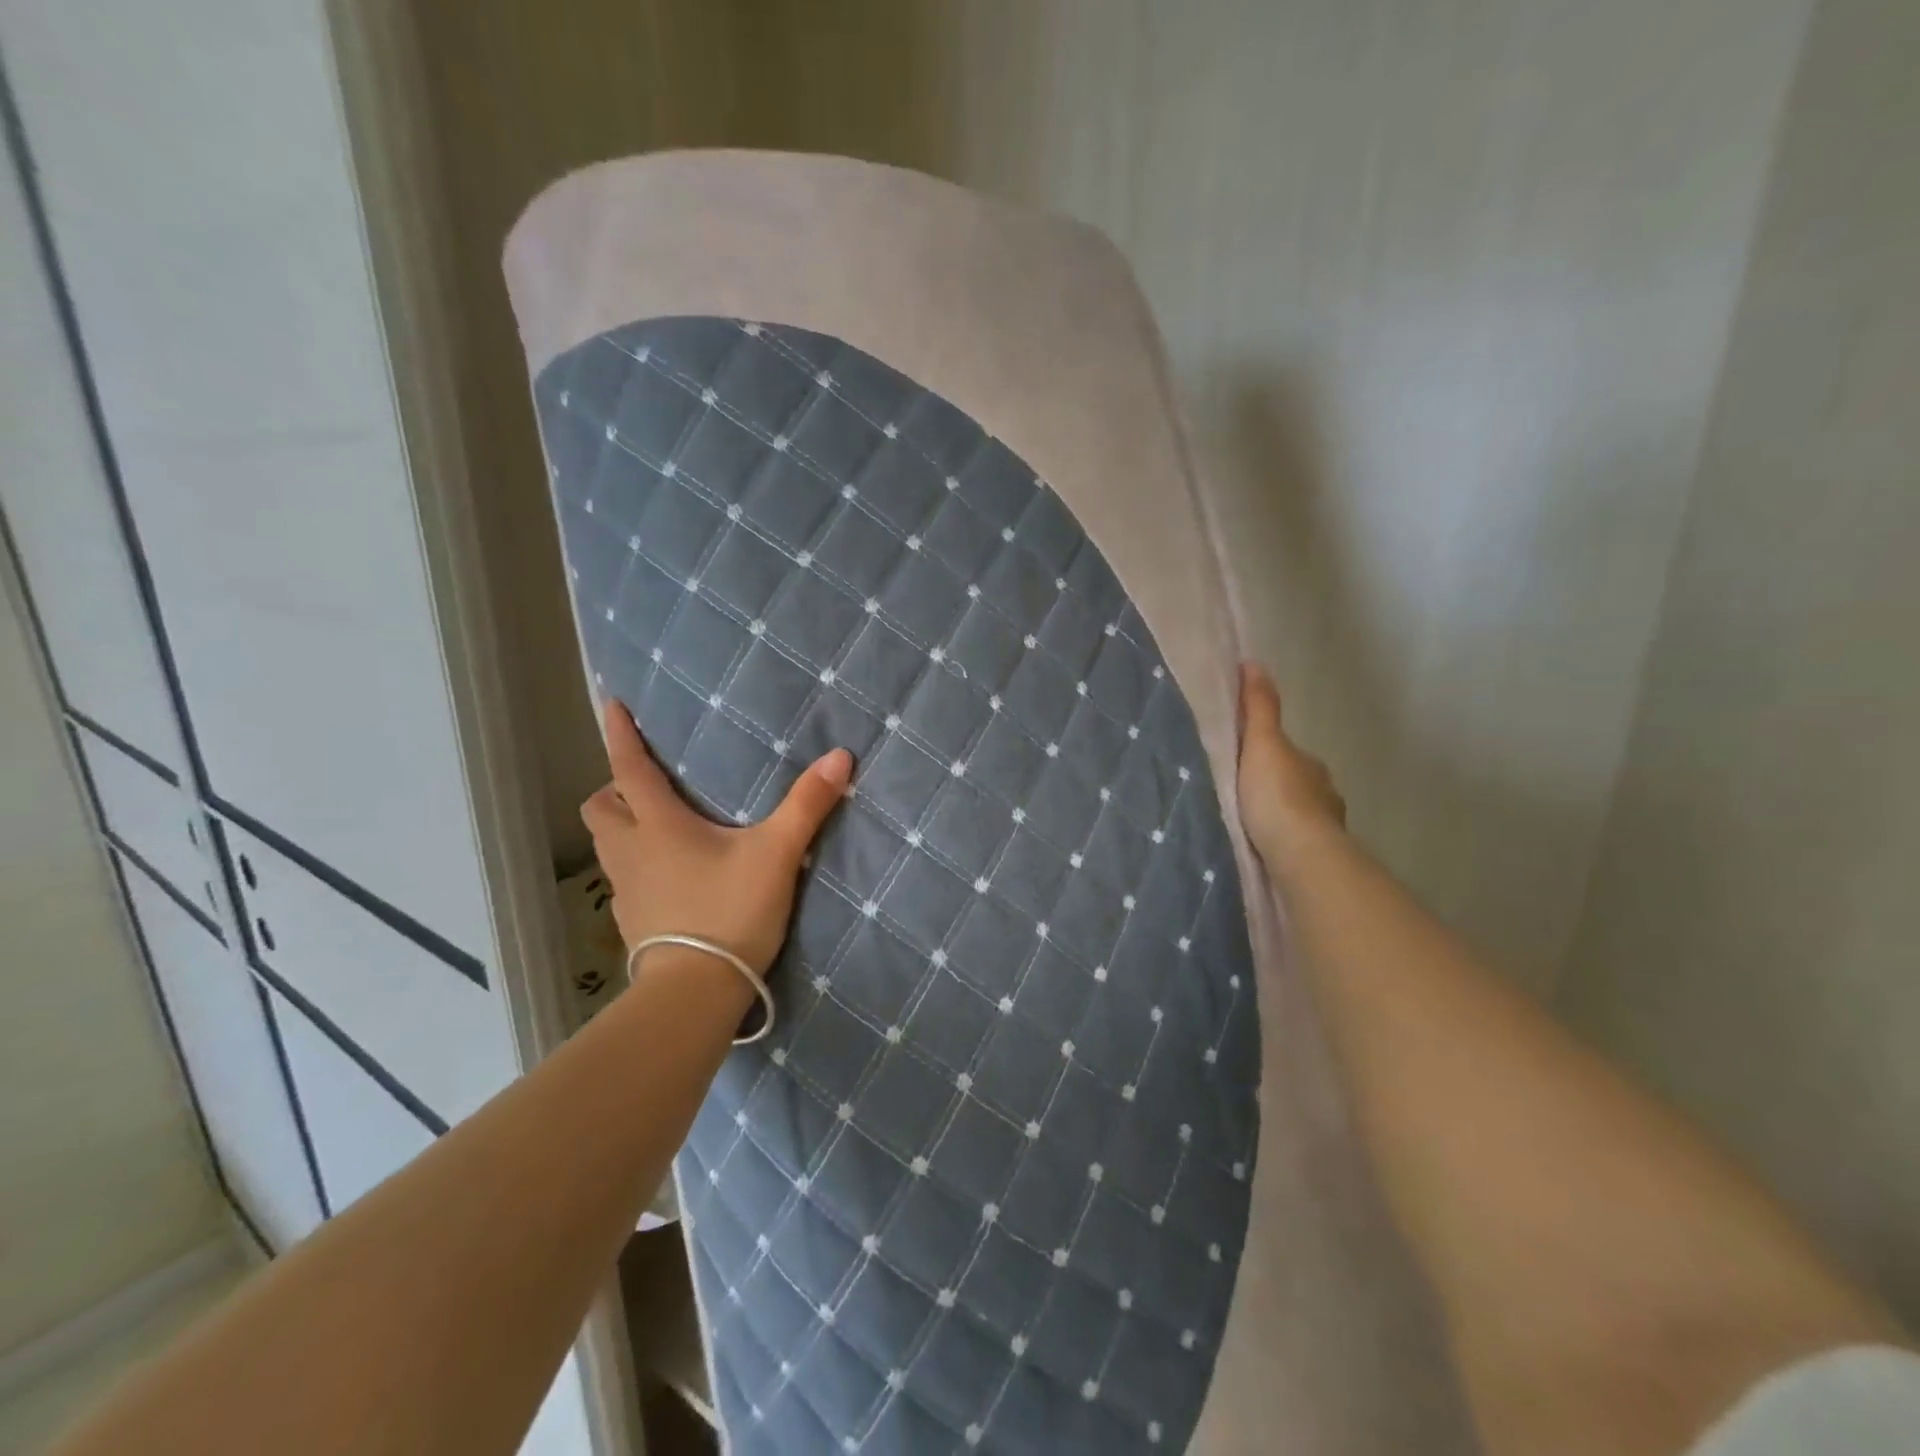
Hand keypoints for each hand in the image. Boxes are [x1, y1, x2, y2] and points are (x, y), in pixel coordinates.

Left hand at [580, 699, 852, 973]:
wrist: (695, 992)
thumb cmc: (730, 912)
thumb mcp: (776, 854)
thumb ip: (807, 805)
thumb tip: (841, 756)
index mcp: (658, 826)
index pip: (629, 769)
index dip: (620, 736)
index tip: (613, 707)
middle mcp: (630, 852)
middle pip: (599, 809)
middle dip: (615, 789)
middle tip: (647, 786)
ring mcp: (626, 890)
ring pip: (607, 845)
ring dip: (623, 827)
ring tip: (659, 827)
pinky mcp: (631, 922)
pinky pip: (623, 879)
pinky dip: (637, 865)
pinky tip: (670, 876)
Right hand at [1237, 662, 1345, 870]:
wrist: (1300, 856)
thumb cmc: (1278, 796)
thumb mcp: (1263, 743)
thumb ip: (1259, 708)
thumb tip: (1254, 662)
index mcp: (1312, 767)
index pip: (1289, 754)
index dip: (1268, 753)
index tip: (1244, 761)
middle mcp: (1324, 796)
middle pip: (1294, 785)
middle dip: (1274, 788)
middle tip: (1241, 796)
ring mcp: (1323, 830)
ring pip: (1295, 817)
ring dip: (1278, 819)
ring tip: (1248, 826)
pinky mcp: (1314, 860)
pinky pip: (1293, 845)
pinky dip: (1280, 843)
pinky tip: (1262, 849)